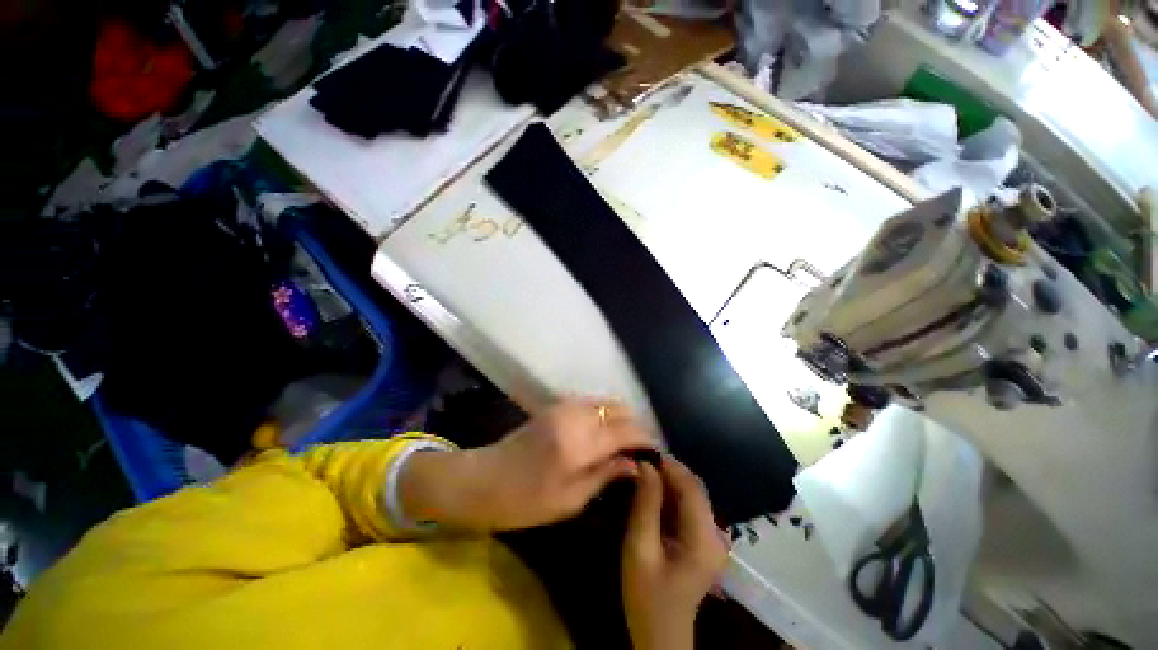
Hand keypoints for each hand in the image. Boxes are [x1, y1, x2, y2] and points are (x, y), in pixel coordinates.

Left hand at [401, 398, 654, 531]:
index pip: (626, 431)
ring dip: (622, 416)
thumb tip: (636, 464)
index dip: (646, 438)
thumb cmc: (524, 501)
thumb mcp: (570, 500)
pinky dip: (605, 411)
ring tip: (628, 438)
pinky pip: (592, 401)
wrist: (483, 479)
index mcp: (579, 443)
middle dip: (637, 425)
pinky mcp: (556, 405)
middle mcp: (575, 416)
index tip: (657, 451)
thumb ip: (606, 475)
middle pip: (619, 410)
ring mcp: (564, 406)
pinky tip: (607, 429)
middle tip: (644, 446)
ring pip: (606, 401)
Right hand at [622, 458, 728, 649]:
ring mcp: (712, 538)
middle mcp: (715, 533)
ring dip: (669, 481)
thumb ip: (645, 505)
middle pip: (694, 488)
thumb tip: (646, 466)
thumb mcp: (640, 549)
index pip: (691, 487)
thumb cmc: (647, 596)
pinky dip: (671, 495)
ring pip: (692, 495)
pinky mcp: (704, 541)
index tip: (645, 452)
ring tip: (644, 471)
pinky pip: (689, 507)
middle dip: (668, 471)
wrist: (661, 635)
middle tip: (641, 460)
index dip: (670, 465)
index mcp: (704, 537)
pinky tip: (653, 492)